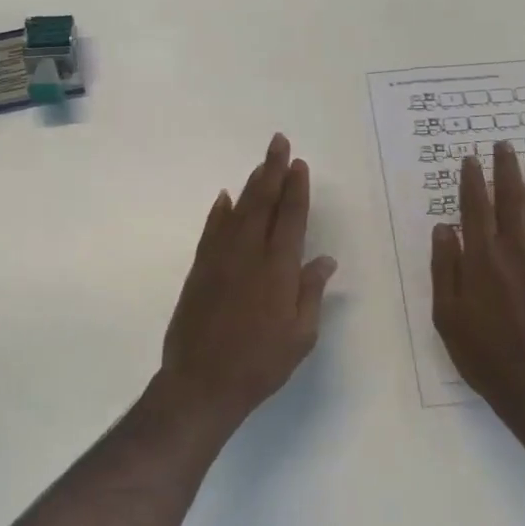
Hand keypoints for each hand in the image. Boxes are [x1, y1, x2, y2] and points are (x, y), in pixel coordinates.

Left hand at [158, 133, 337, 429]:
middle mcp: (249, 254)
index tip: (299, 164)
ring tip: (261, 163)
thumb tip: (325, 260)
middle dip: (272, 170)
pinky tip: (225, 198)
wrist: (201, 383)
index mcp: (278, 269)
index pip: (291, 218)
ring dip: (251, 184)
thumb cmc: (260, 363)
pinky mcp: (199, 269)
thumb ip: (310, 293)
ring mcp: (220, 259)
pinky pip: (212, 231)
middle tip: (278, 142)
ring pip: (238, 210)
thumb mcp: (300, 336)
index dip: (296, 189)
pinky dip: (219, 212)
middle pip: (263, 203)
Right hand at [432, 142, 524, 427]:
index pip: (475, 208)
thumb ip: (444, 268)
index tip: (471, 159)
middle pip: (511, 201)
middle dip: (506, 171)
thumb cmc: (481, 352)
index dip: (472, 181)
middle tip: (505, 146)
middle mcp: (515, 252)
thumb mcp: (446, 313)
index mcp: (481, 259)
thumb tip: (444, 228)